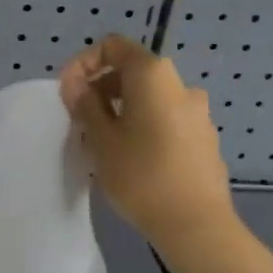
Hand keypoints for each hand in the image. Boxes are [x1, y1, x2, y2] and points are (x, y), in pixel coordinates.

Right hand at [59, 35, 240, 269]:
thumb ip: (84, 103)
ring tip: (102, 139)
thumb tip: (75, 83)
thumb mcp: (100, 138)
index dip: (84, 63)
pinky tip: (131, 155)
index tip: (68, 92)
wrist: (197, 226)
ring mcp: (197, 111)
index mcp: (153, 75)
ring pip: (149, 96)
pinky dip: (143, 123)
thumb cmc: (141, 175)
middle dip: (101, 87)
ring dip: (121, 107)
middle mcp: (180, 84)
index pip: (112, 46)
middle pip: (132, 70)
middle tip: (80, 118)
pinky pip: (165, 116)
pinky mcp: (204, 137)